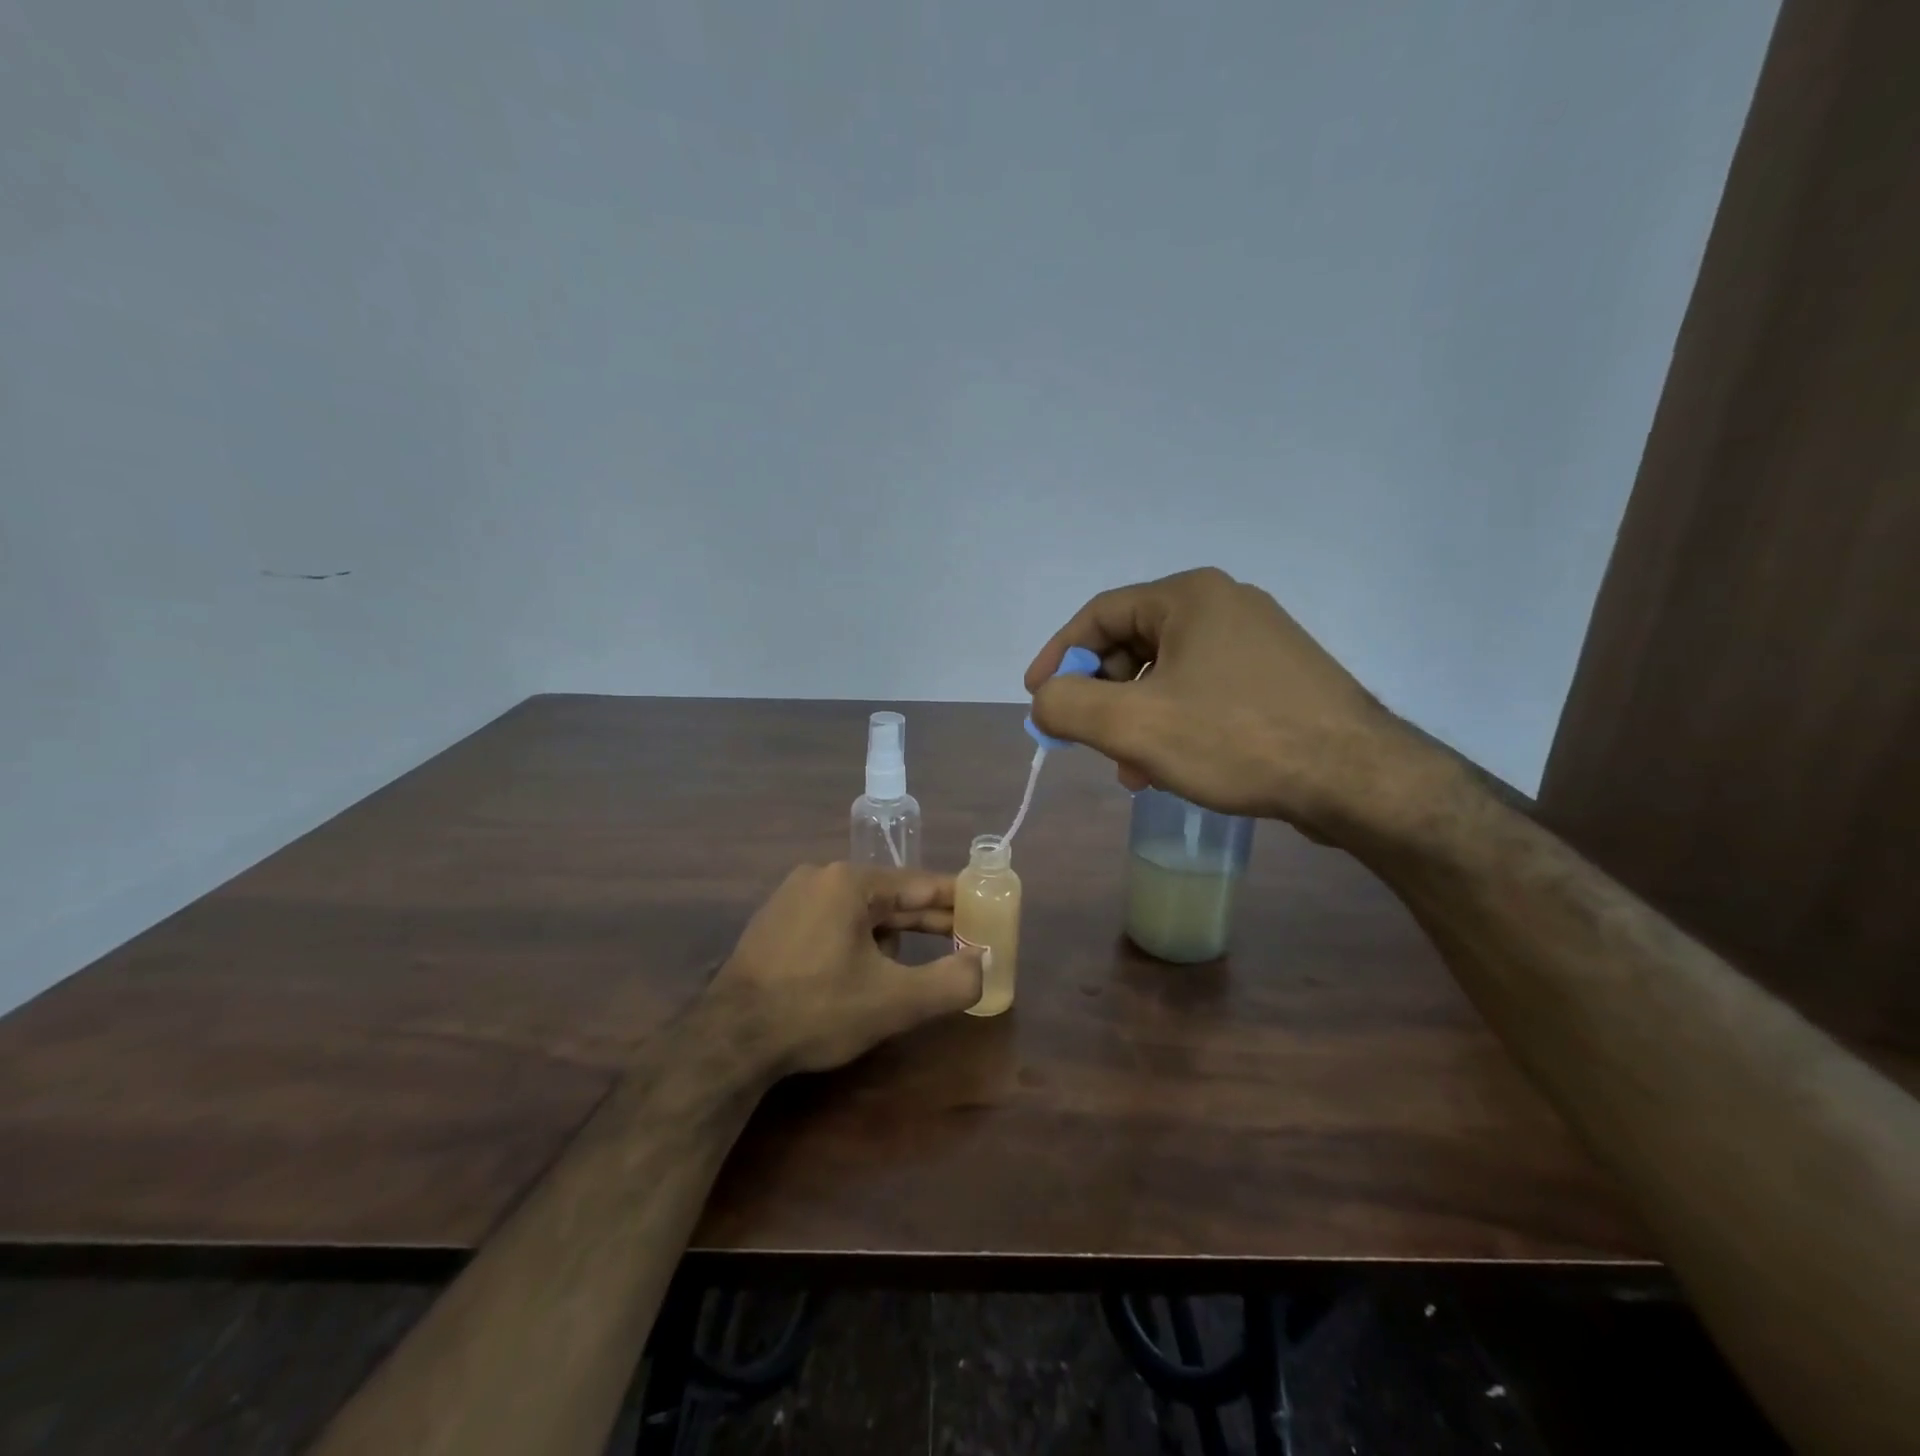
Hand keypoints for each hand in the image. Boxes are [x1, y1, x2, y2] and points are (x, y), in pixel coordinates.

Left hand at [710, 863, 984, 1076]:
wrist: (729, 1040)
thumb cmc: (817, 1009)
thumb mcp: (894, 1001)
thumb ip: (951, 982)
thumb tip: (983, 966)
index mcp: (850, 882)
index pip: (920, 885)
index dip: (958, 900)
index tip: (987, 909)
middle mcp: (820, 877)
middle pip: (890, 898)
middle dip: (928, 922)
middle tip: (966, 939)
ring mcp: (791, 898)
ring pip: (860, 912)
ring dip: (892, 935)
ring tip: (917, 961)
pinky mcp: (774, 924)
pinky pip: (832, 923)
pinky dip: (859, 941)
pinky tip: (866, 970)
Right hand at [1024, 567, 1414, 835]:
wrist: (1357, 778)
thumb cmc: (1235, 738)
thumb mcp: (1133, 724)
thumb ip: (1067, 706)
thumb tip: (1044, 701)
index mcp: (1189, 597)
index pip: (1099, 615)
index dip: (1059, 656)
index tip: (1036, 698)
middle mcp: (1225, 605)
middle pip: (1133, 643)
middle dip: (1102, 695)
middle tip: (1088, 739)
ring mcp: (1258, 641)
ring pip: (1168, 673)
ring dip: (1136, 717)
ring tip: (1131, 769)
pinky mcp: (1279, 678)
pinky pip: (1204, 691)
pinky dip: (1174, 723)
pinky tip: (1173, 767)